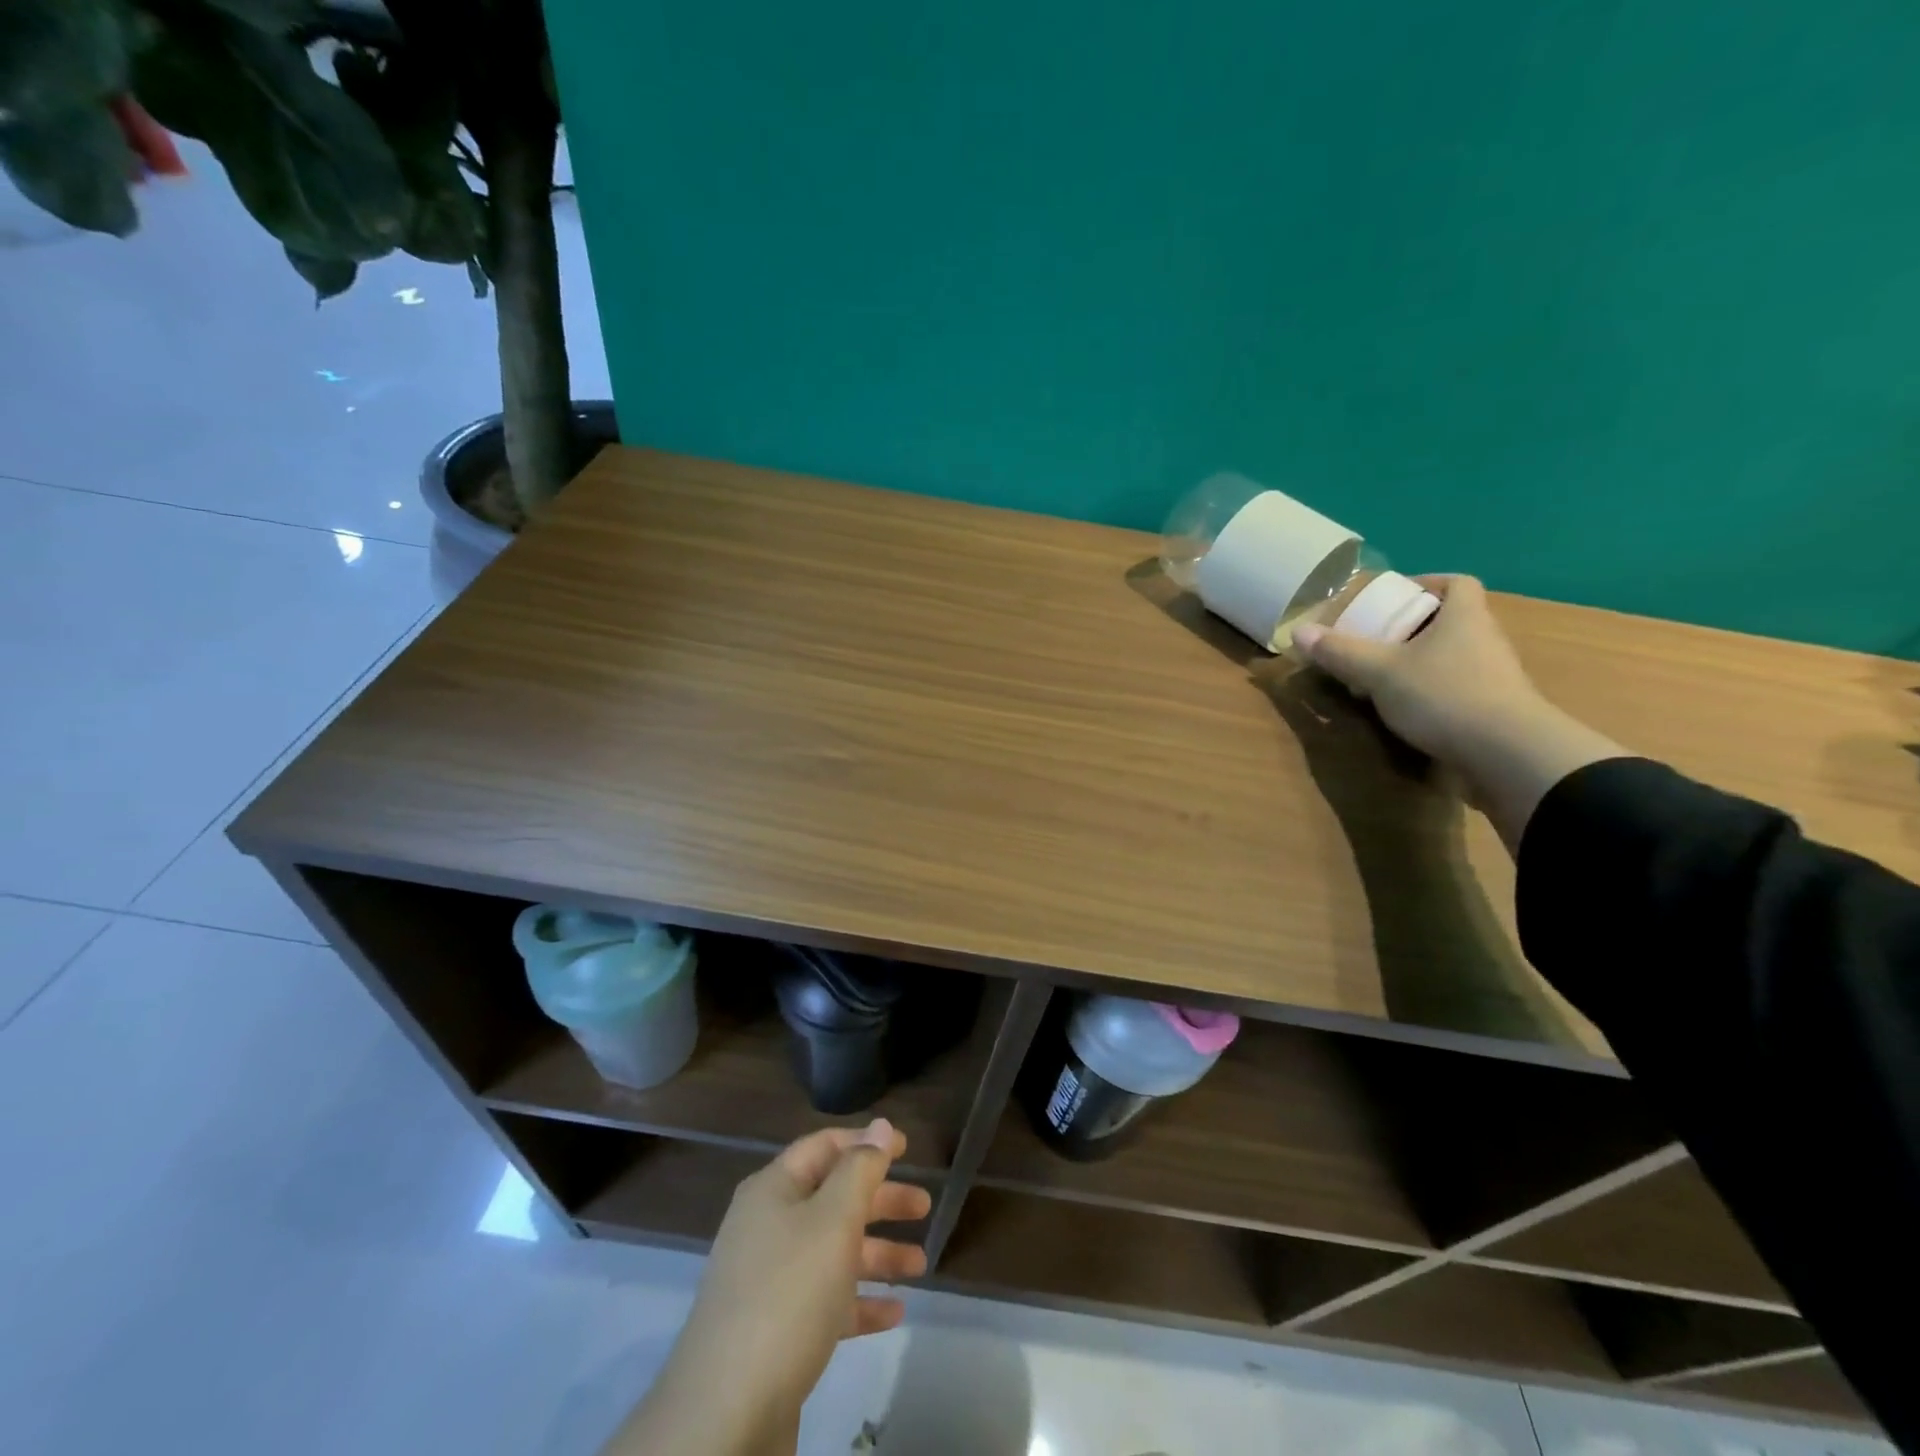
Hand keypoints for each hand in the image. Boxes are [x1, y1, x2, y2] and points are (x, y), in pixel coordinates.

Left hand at [608, 1119, 930, 1455]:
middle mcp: (768, 1226)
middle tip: (924, 1206)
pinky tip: (895, 1313)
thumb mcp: (833, 1220)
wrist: (726, 1413)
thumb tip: (881, 1126)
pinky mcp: (775, 1331)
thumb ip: (861, 1169)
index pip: (824, 1147)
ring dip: (878, 1253)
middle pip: (833, 1198)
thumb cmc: (788, 1294)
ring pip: (833, 1251)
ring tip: (921, 1264)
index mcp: (774, 1190)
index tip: (907, 1148)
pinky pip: (825, 1301)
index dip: (866, 1142)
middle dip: (880, 1200)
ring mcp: (769, 1281)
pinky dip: (859, 1301)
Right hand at [1293, 576, 1625, 847]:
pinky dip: (1432, 691)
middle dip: (1412, 628)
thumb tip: (1298, 631)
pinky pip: (1459, 687)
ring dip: (1421, 662)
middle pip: (1450, 620)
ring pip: (1454, 656)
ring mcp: (1495, 676)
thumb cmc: (1443, 695)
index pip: (1457, 583)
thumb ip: (1339, 652)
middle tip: (1375, 641)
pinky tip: (1407, 710)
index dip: (1427, 583)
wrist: (1508, 753)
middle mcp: (1485, 639)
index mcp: (1464, 616)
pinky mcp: (1495, 709)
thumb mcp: (1379, 672)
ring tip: (1383, 678)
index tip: (1394, 598)